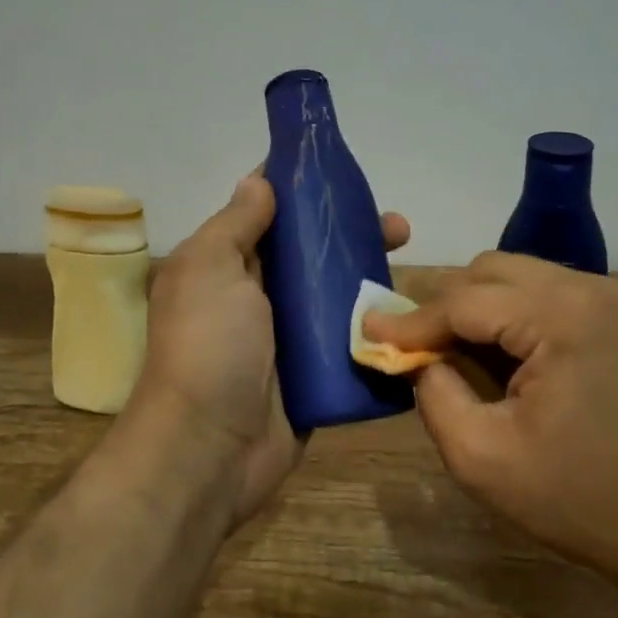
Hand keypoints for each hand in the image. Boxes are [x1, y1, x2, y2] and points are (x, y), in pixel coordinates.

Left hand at [136, 174, 409, 529]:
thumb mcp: (210, 268)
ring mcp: (289, 337)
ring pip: (336, 293)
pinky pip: (350, 339)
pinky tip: (409, 313)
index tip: (339, 168)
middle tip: (396, 225)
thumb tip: (259, 180)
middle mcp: (257, 295)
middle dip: (349, 231)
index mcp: (226, 265)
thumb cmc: (208, 346)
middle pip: (311, 251)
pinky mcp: (316, 373)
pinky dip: (376, 324)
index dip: (298, 187)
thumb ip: (236, 224)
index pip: (266, 212)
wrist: (211, 450)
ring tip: (408, 260)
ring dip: (369, 274)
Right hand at [362, 252, 617, 592]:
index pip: (464, 300)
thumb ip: (434, 396)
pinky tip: (501, 355)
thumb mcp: (484, 460)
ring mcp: (612, 298)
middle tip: (413, 349)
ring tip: (453, 353)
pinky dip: (511, 314)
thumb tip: (417, 359)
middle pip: (489, 272)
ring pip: (517, 277)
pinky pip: (546, 294)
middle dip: (444, 306)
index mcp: (562, 316)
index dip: (411, 321)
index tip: (368, 332)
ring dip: (477, 307)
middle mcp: (590, 289)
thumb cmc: (583, 501)